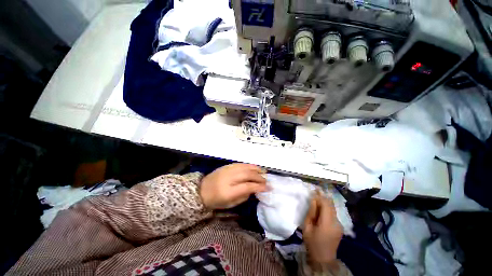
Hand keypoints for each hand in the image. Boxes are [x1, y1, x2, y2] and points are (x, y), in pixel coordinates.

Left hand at [200, 163, 267, 209]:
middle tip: (267, 181)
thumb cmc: (216, 200)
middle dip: (260, 178)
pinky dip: (250, 165)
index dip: (259, 187)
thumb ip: (244, 196)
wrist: (201, 190)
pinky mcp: (227, 165)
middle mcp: (229, 178)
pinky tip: (255, 168)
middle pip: (248, 175)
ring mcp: (228, 170)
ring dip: (256, 169)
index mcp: (228, 191)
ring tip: (264, 172)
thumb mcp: (230, 204)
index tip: (268, 188)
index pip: (248, 186)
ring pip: (245, 167)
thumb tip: (254, 188)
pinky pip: (241, 164)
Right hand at [303, 191, 342, 271]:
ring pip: (332, 208)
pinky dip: (327, 208)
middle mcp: (337, 222)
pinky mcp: (340, 227)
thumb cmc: (312, 243)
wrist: (323, 259)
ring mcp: (340, 225)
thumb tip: (314, 200)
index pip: (326, 204)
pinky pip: (333, 213)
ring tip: (317, 198)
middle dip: (323, 197)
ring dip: (325, 202)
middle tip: (315, 190)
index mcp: (328, 224)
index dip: (320, 196)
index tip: (313, 190)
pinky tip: (321, 208)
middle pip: (331, 205)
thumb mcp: (307, 227)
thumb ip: (311, 212)